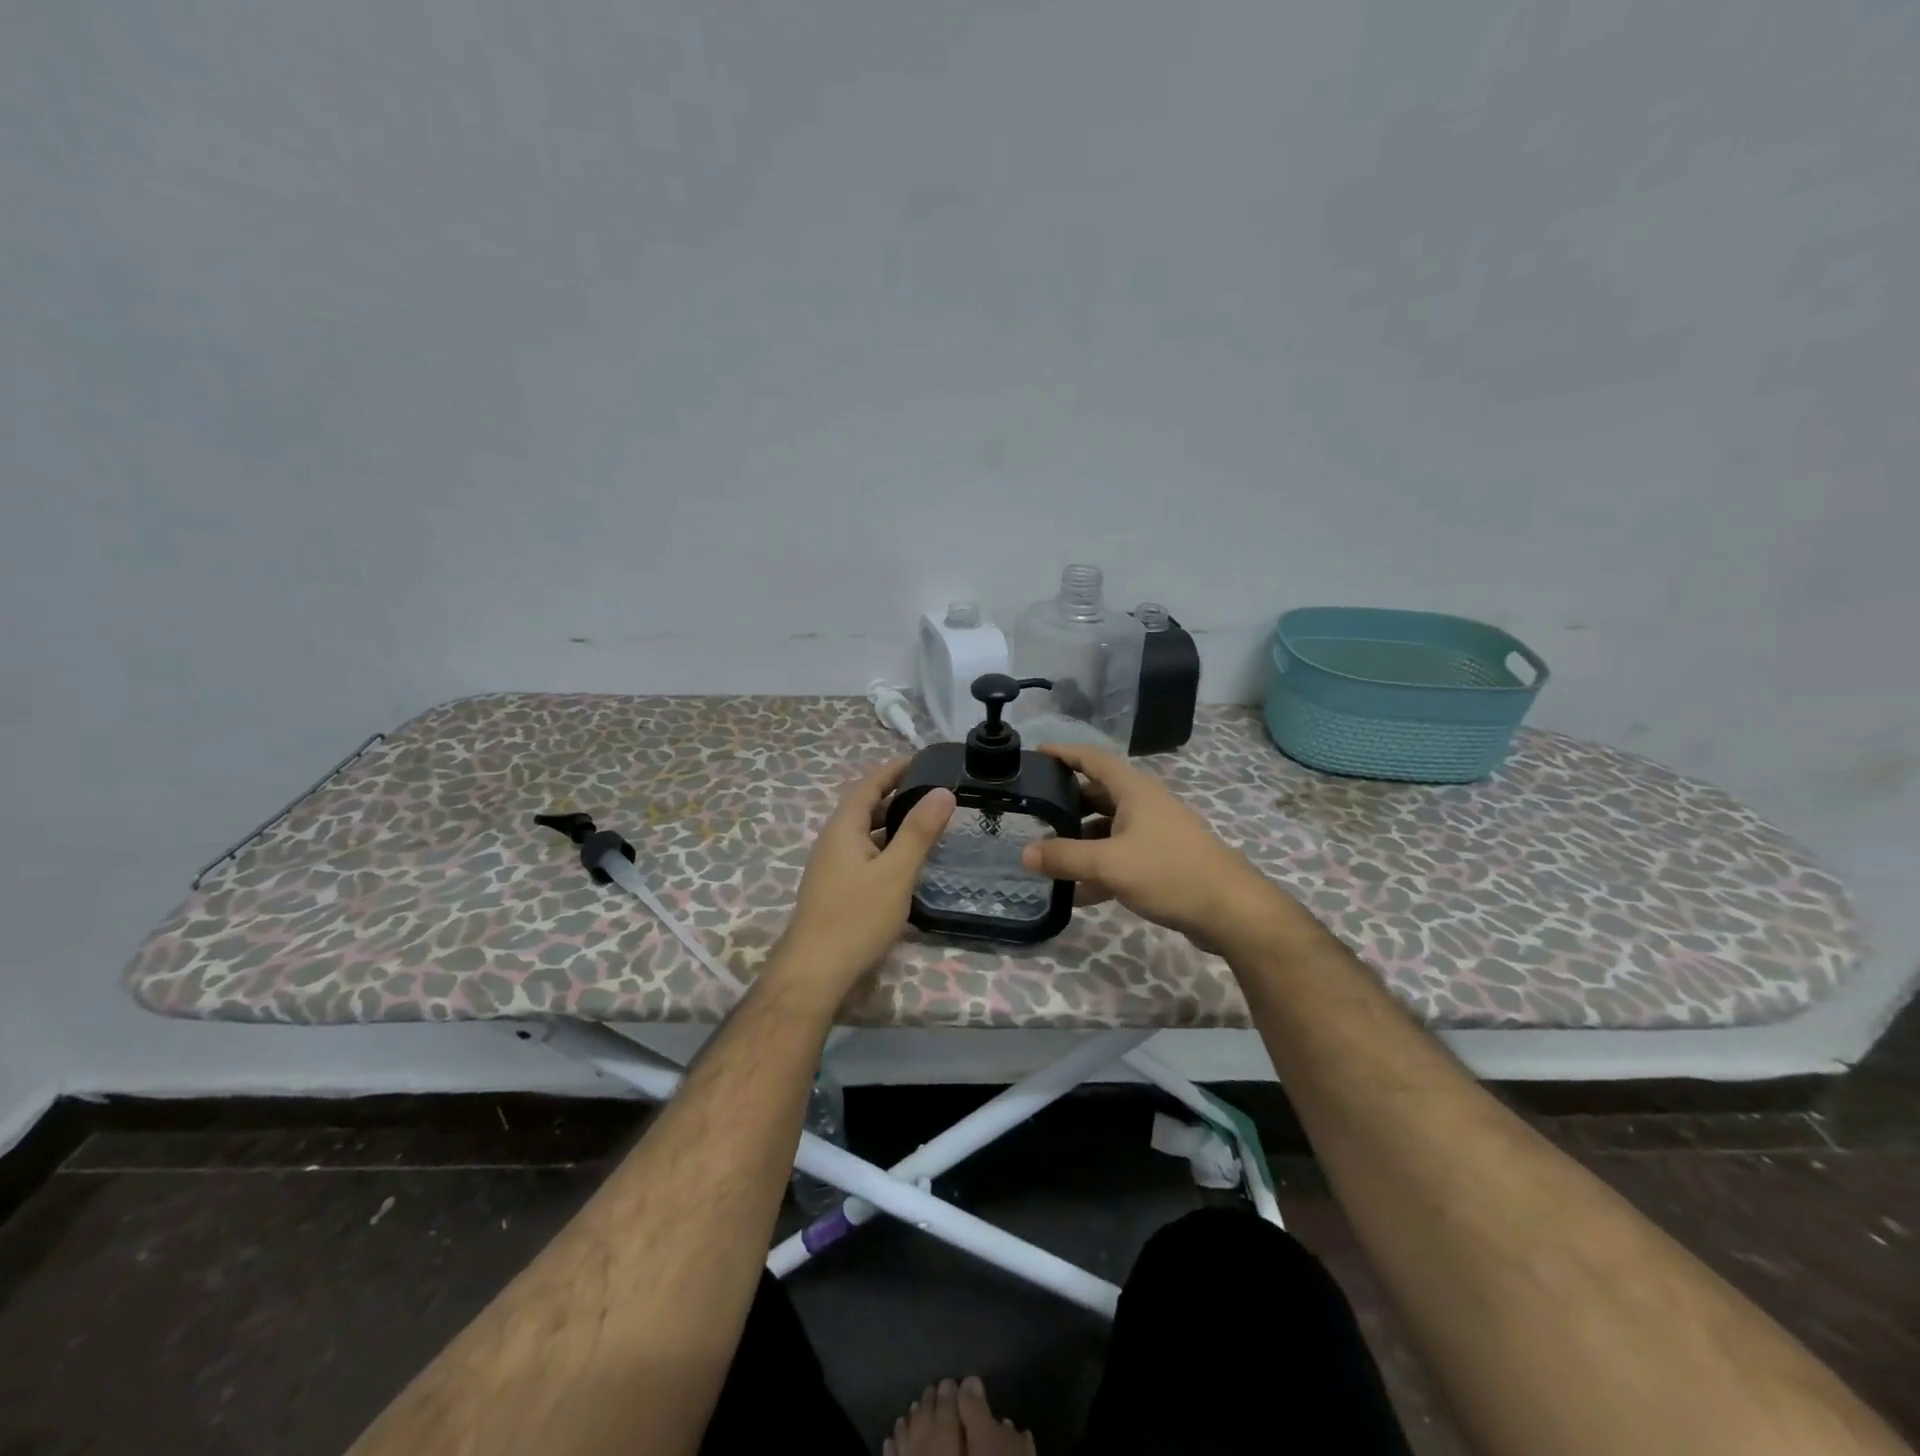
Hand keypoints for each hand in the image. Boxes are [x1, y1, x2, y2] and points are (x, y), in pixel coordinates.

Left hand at [773, 760, 955, 998]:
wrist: (814, 975)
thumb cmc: (855, 918)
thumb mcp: (895, 872)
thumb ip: (919, 832)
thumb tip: (943, 791)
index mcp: (843, 828)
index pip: (870, 784)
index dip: (896, 768)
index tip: (926, 759)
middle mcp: (835, 842)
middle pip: (868, 808)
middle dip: (901, 796)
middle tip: (939, 792)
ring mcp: (834, 868)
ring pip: (869, 835)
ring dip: (897, 825)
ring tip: (933, 823)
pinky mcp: (839, 891)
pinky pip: (868, 857)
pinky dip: (891, 850)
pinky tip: (912, 864)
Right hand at [1018, 743, 1273, 950]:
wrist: (1229, 910)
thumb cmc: (1168, 872)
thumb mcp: (1109, 864)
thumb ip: (1064, 857)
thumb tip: (1026, 853)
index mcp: (1133, 790)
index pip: (1092, 758)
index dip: (1063, 753)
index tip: (1034, 754)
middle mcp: (1143, 804)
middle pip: (1097, 794)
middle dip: (1066, 802)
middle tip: (1032, 813)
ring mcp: (1154, 833)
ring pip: (1107, 828)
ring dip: (1080, 839)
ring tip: (1047, 855)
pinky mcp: (1161, 861)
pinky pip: (1120, 856)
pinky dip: (1098, 868)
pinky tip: (1076, 892)